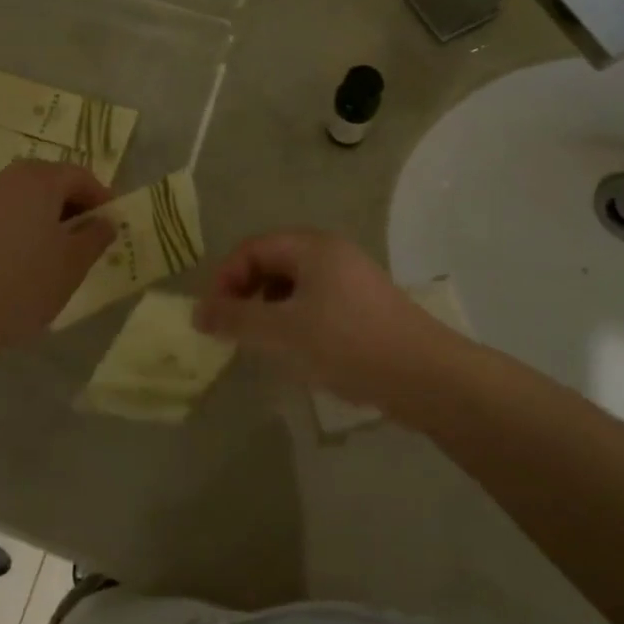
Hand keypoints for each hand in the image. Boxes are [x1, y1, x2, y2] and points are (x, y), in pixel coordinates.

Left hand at [0, 161, 113, 357]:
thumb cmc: (25, 283)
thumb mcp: (74, 263)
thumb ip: (95, 236)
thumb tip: (105, 222)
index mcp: (39, 180)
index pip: (79, 176)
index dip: (100, 196)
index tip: (112, 222)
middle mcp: (7, 178)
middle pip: (49, 180)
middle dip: (72, 202)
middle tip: (87, 233)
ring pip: (23, 196)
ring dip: (45, 213)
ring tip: (56, 247)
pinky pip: (2, 212)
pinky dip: (20, 224)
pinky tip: (23, 256)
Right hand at [193, 231, 446, 406]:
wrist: (425, 376)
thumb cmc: (346, 344)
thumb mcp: (281, 332)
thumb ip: (235, 319)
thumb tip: (198, 313)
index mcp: (311, 247)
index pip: (252, 249)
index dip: (224, 278)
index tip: (210, 316)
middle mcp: (332, 254)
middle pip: (273, 263)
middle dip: (245, 293)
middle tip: (231, 329)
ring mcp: (352, 280)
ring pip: (294, 286)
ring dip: (268, 309)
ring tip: (260, 343)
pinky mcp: (365, 308)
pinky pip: (316, 304)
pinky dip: (294, 321)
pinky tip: (296, 352)